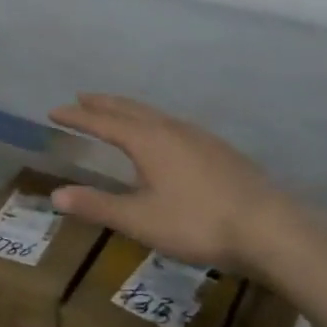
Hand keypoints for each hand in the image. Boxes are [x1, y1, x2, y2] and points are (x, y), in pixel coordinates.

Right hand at [48, 93, 304, 272]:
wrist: (271, 229)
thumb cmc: (198, 224)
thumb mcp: (140, 220)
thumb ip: (98, 206)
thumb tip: (55, 195)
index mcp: (147, 141)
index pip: (103, 122)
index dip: (77, 117)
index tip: (55, 110)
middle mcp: (171, 129)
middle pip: (130, 109)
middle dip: (103, 103)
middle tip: (82, 98)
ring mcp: (199, 137)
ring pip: (155, 114)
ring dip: (129, 109)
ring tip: (117, 112)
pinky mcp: (219, 150)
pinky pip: (174, 124)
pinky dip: (153, 121)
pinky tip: (164, 137)